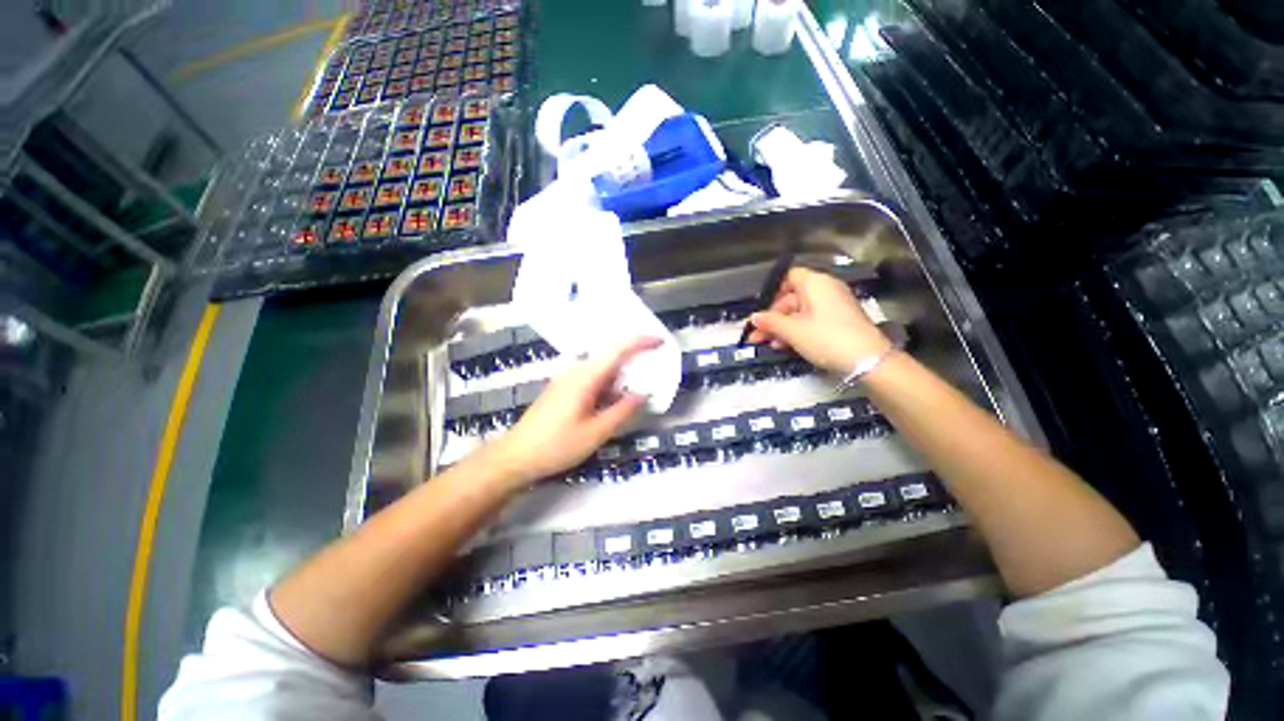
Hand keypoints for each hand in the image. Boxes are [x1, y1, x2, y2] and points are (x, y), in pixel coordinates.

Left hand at [480, 336, 661, 487]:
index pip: (617, 350)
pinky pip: (592, 378)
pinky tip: (614, 399)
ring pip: (601, 369)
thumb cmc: (557, 446)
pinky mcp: (563, 388)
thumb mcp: (596, 432)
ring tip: (638, 387)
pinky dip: (608, 384)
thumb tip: (642, 393)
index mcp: (585, 377)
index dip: (640, 342)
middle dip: (634, 359)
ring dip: (620, 375)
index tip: (660, 341)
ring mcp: (567, 378)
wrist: (516, 456)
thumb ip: (622, 411)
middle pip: (610, 357)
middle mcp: (576, 370)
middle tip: (654, 369)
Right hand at [747, 266, 890, 374]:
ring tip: (768, 343)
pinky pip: (811, 320)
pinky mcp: (839, 321)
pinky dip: (797, 330)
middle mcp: (825, 289)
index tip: (761, 312)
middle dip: (773, 317)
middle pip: (791, 298)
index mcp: (815, 283)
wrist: (868, 360)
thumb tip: (754, 318)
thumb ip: (770, 322)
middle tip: (757, 335)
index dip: (772, 293)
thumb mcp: (792, 331)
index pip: (788, 277)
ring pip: (800, 312)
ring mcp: (834, 305)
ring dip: (782, 327)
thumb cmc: (826, 338)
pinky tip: (785, 345)